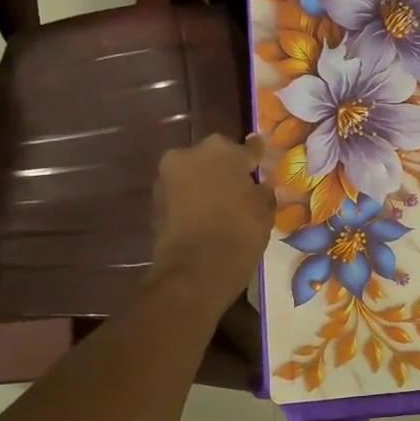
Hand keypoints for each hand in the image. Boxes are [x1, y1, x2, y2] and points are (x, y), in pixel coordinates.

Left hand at [148, 134, 274, 315]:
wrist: (194, 271)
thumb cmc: (239, 233)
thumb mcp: (264, 211)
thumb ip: (262, 191)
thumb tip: (259, 186)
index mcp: (221, 150)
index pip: (246, 149)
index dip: (256, 159)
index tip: (261, 163)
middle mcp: (189, 154)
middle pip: (214, 158)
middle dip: (226, 170)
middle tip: (242, 189)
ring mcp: (167, 177)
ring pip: (195, 176)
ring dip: (207, 186)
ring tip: (224, 206)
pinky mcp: (155, 202)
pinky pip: (182, 195)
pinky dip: (193, 202)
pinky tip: (207, 218)